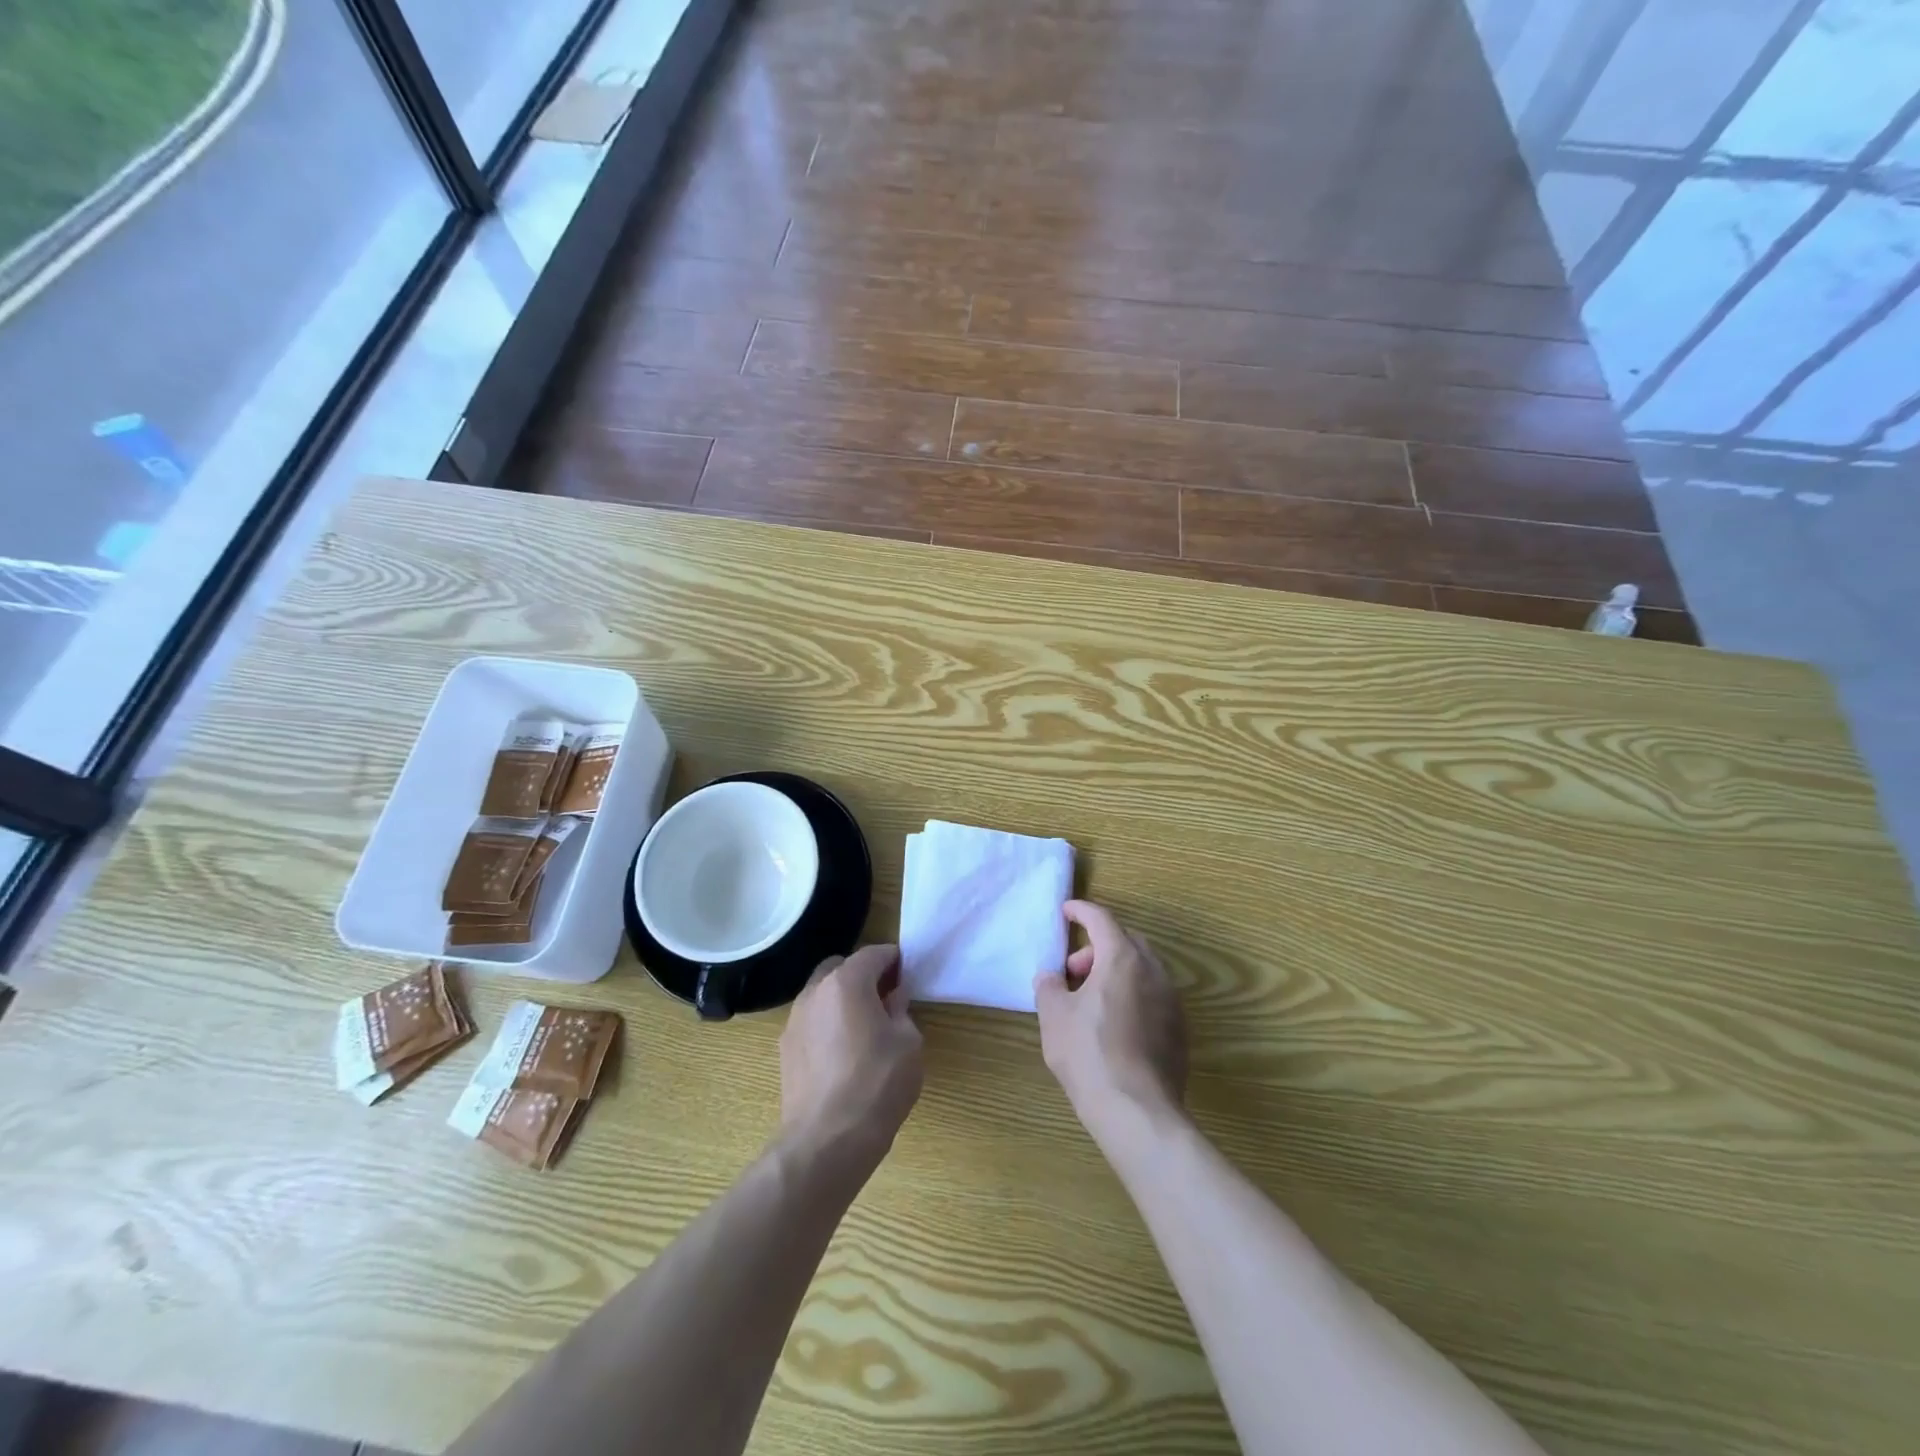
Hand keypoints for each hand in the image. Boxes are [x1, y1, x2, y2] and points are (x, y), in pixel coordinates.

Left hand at [780, 944, 923, 1170]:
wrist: (826, 1141)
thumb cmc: (877, 1084)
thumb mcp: (908, 1043)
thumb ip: (901, 1011)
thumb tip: (893, 998)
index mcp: (847, 982)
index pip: (872, 954)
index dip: (892, 958)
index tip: (906, 968)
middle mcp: (815, 992)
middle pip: (840, 967)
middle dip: (863, 974)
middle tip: (885, 995)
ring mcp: (794, 1021)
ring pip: (821, 994)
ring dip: (842, 998)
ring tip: (864, 1024)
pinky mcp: (785, 1049)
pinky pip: (811, 1021)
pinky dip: (828, 1022)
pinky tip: (843, 1049)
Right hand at [1035, 901, 1187, 1144]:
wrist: (1137, 1111)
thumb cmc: (1088, 1054)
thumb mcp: (1054, 1016)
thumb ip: (1049, 986)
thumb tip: (1052, 977)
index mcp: (1122, 958)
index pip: (1101, 920)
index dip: (1081, 911)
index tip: (1066, 911)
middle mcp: (1153, 971)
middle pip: (1126, 941)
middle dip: (1097, 947)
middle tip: (1073, 971)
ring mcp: (1171, 1001)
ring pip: (1142, 970)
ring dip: (1115, 972)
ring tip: (1090, 1001)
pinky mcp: (1180, 1030)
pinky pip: (1153, 997)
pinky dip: (1131, 996)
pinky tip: (1113, 1026)